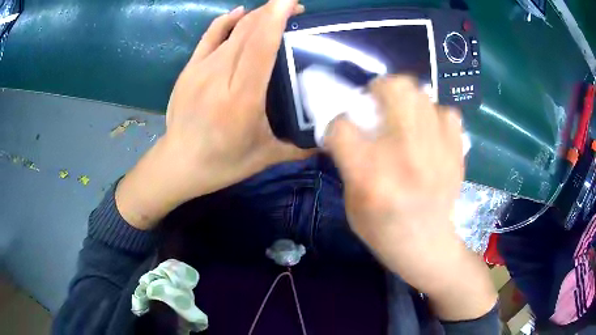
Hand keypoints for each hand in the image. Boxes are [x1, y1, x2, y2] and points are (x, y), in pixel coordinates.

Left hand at [116, 0, 309, 228]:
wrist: (179, 163)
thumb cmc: (223, 162)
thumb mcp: (266, 157)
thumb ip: (301, 148)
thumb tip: (331, 141)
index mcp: (243, 99)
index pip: (261, 46)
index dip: (276, 18)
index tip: (292, 2)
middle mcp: (220, 77)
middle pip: (248, 31)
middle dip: (272, 11)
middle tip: (294, 8)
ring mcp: (201, 69)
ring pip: (233, 30)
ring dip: (256, 15)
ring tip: (274, 11)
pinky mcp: (189, 68)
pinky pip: (210, 35)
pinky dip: (227, 20)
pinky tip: (241, 12)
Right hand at [325, 76, 495, 320]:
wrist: (428, 247)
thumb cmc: (383, 230)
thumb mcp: (351, 201)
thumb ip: (349, 159)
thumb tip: (352, 125)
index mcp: (370, 175)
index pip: (342, 124)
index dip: (337, 123)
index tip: (344, 129)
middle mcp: (405, 155)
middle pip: (393, 89)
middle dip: (378, 88)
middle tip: (377, 102)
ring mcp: (437, 151)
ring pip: (421, 94)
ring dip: (406, 98)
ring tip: (403, 115)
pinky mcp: (457, 152)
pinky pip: (447, 112)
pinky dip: (435, 116)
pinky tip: (429, 132)